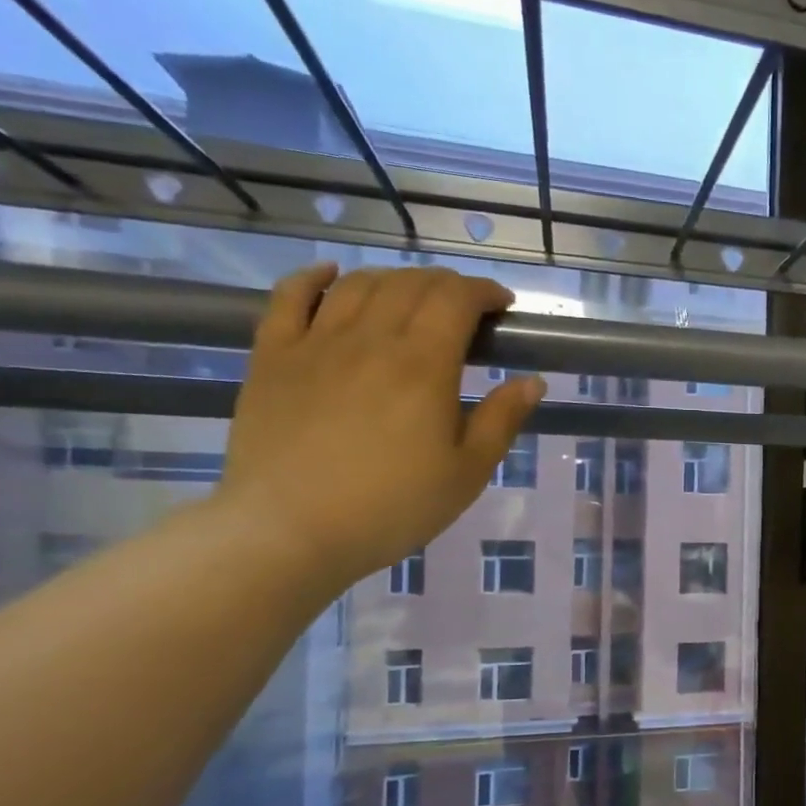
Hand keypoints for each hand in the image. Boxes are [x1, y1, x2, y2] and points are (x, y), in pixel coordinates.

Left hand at [216, 262, 545, 594]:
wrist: (291, 531)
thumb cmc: (394, 506)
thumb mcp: (468, 471)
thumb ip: (502, 419)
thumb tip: (532, 382)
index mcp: (423, 365)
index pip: (456, 300)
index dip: (484, 292)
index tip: (503, 306)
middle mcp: (369, 339)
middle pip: (410, 284)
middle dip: (446, 284)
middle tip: (466, 307)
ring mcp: (315, 343)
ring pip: (358, 285)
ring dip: (395, 279)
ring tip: (413, 297)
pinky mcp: (273, 357)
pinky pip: (288, 297)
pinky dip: (313, 277)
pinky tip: (331, 274)